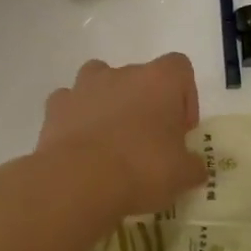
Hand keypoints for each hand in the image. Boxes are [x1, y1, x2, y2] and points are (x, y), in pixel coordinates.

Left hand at [36, 54, 204, 218]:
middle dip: (146, 104)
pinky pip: (70, 105)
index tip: (181, 129)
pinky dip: (77, 119)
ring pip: (100, 82)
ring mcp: (84, 87)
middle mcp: (122, 74)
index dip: (185, 97)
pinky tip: (82, 148)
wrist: (78, 182)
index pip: (180, 68)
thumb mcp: (182, 175)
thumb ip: (193, 166)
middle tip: (149, 142)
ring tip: (112, 140)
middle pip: (140, 77)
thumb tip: (195, 167)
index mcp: (160, 81)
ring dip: (109, 103)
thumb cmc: (142, 169)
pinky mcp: (55, 107)